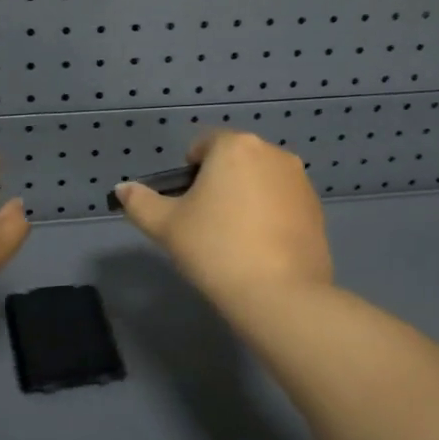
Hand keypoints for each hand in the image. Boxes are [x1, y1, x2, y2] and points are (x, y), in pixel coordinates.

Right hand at [112, 130, 331, 305]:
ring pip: (260, 181)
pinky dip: (269, 215)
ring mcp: (299, 181)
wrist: (279, 294)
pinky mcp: (317, 209)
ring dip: (245, 197)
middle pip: (234, 160)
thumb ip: (140, 202)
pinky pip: (282, 202)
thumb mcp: (166, 226)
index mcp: (235, 147)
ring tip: (234, 239)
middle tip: (205, 223)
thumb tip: (122, 189)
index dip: (188, 172)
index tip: (185, 205)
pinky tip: (260, 249)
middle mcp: (272, 153)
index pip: (203, 145)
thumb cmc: (215, 249)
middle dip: (218, 183)